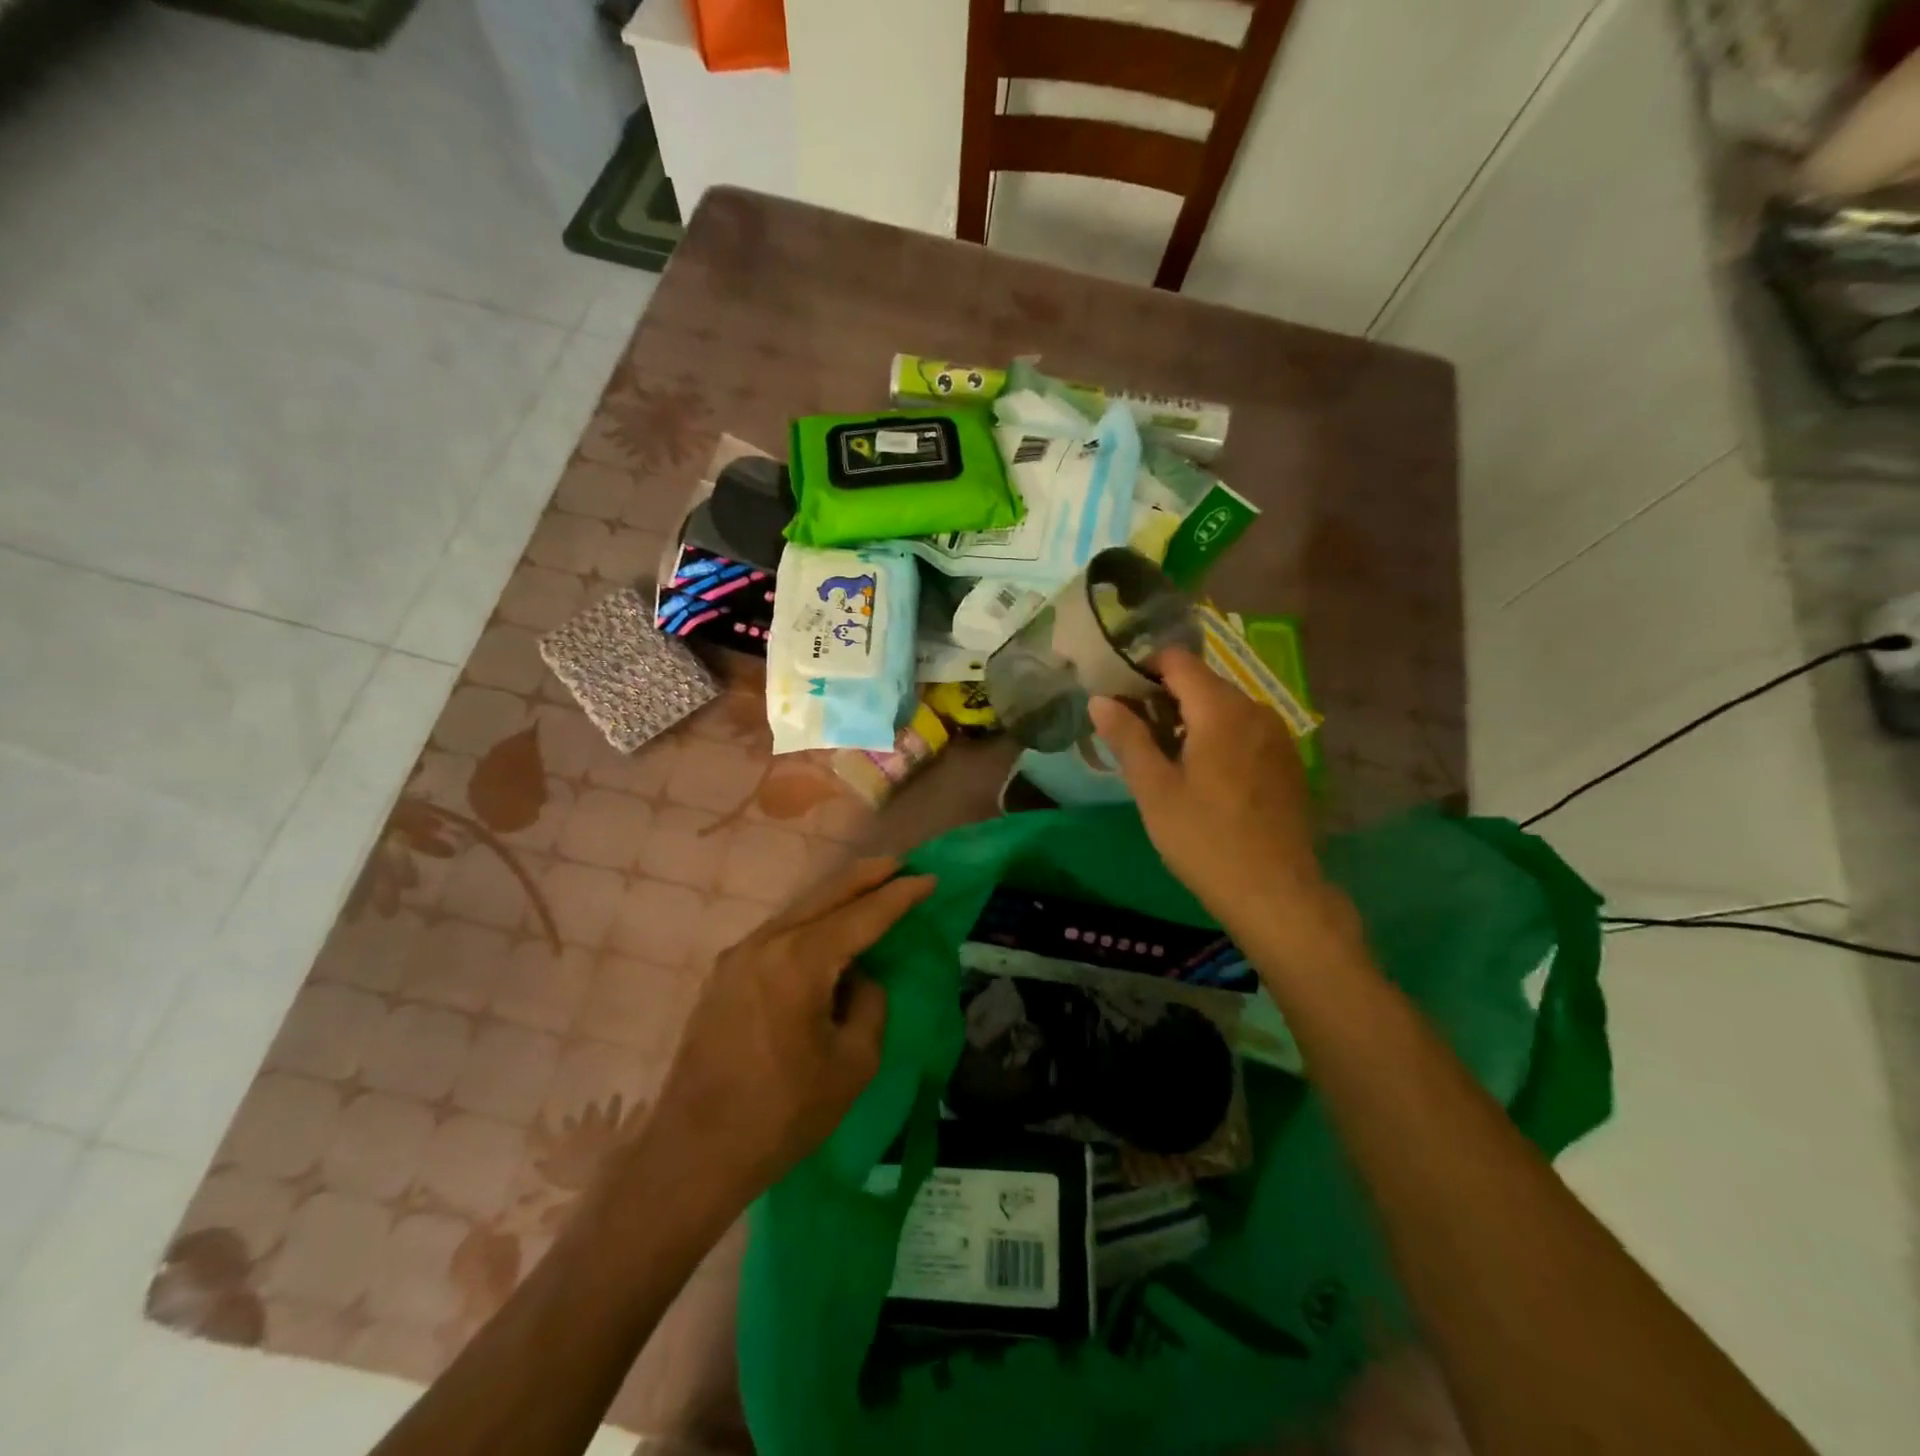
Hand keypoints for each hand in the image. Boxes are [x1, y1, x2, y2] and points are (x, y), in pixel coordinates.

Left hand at [640, 857, 934, 1212]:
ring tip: (870, 887)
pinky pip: (778, 934)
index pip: (862, 916)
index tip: (929, 878)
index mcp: (799, 961)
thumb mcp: (852, 1064)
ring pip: (799, 910)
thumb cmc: (783, 1114)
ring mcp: (738, 957)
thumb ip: (869, 1005)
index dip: (899, 896)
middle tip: (900, 863)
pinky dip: (811, 922)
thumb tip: (858, 978)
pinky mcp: (723, 976)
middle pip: (825, 895)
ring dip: (837, 897)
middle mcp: (765, 944)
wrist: (695, 1154)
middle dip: (866, 877)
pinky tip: (827, 930)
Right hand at [1090, 649, 1356, 960]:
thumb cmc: (1205, 840)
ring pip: (1224, 707)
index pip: (1178, 660)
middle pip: (1202, 682)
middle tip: (1133, 731)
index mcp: (1220, 710)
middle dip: (1164, 695)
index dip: (1143, 668)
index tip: (1118, 694)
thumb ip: (1127, 737)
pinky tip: (1203, 775)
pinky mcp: (1287, 761)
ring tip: (1163, 755)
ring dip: (1190, 718)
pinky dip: (1217, 736)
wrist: (1277, 893)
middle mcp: (1255, 709)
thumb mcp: (1154, 790)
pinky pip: (1244, 730)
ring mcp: (1277, 735)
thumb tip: (1100, 699)